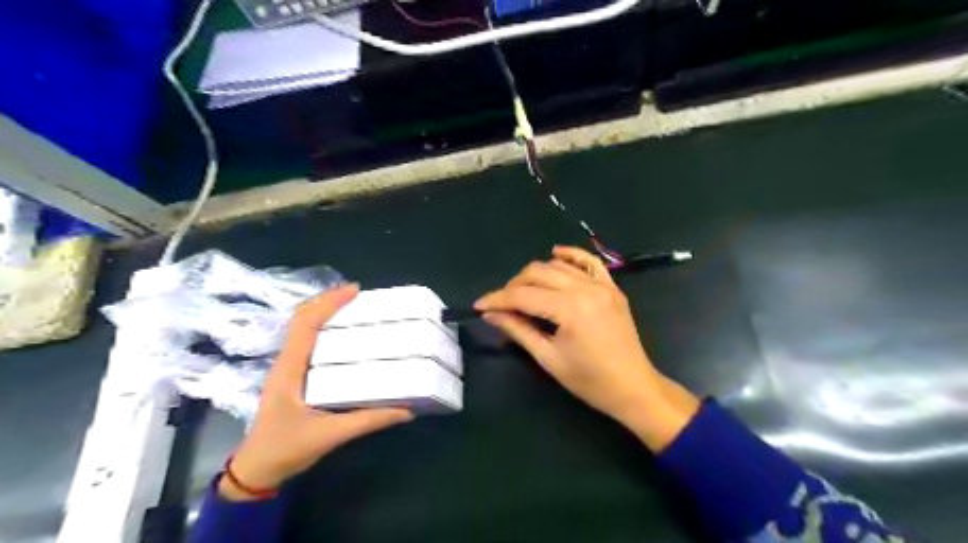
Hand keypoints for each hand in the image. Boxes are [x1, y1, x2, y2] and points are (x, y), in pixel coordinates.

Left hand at [221, 283, 411, 500]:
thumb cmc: (286, 449)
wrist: (256, 471)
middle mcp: (286, 362)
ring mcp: (287, 368)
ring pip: (302, 329)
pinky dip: (322, 328)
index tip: (354, 291)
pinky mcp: (293, 377)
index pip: (306, 324)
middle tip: (358, 295)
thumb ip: (368, 420)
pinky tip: (342, 334)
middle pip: (301, 319)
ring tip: (353, 307)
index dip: (328, 303)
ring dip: (324, 312)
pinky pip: (307, 342)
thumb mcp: (330, 435)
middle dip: (327, 301)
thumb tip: (407, 409)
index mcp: (290, 368)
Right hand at [475, 247, 696, 449]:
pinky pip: (589, 262)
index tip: (479, 306)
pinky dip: (571, 256)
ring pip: (559, 266)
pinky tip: (555, 255)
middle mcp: (585, 289)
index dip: (497, 299)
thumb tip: (490, 314)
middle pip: (538, 273)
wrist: (633, 388)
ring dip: (536, 274)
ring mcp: (602, 285)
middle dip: (514, 286)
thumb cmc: (589, 381)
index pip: (523, 295)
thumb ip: (518, 330)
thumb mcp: (549, 358)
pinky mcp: (611, 288)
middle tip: (501, 305)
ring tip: (523, 292)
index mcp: (570, 309)